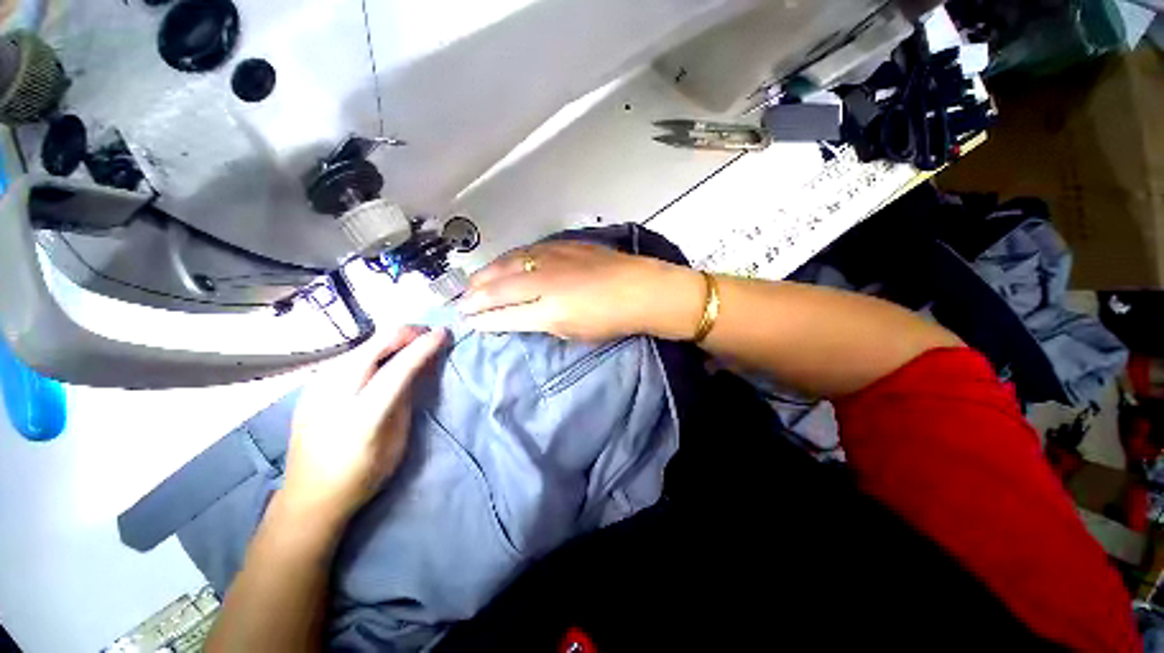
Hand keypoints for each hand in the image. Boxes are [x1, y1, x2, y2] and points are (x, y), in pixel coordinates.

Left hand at [281, 326, 446, 526]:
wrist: (309, 497)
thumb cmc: (362, 475)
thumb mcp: (396, 440)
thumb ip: (405, 399)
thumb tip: (418, 368)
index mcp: (363, 415)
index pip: (399, 368)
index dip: (424, 346)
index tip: (443, 333)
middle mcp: (334, 393)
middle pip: (374, 344)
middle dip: (405, 333)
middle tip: (427, 335)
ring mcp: (316, 387)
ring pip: (360, 345)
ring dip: (389, 339)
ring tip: (409, 345)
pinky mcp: (309, 387)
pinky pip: (347, 356)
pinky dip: (372, 349)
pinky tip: (381, 359)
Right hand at [459, 242, 704, 341]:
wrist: (641, 290)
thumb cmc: (611, 320)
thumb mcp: (573, 332)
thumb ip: (541, 323)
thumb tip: (520, 317)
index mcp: (547, 311)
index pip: (503, 315)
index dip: (482, 319)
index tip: (467, 321)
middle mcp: (543, 281)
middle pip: (498, 286)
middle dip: (475, 295)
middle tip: (461, 302)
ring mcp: (551, 258)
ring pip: (508, 263)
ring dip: (486, 274)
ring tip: (473, 282)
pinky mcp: (562, 245)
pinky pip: (526, 250)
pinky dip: (509, 259)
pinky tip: (503, 263)